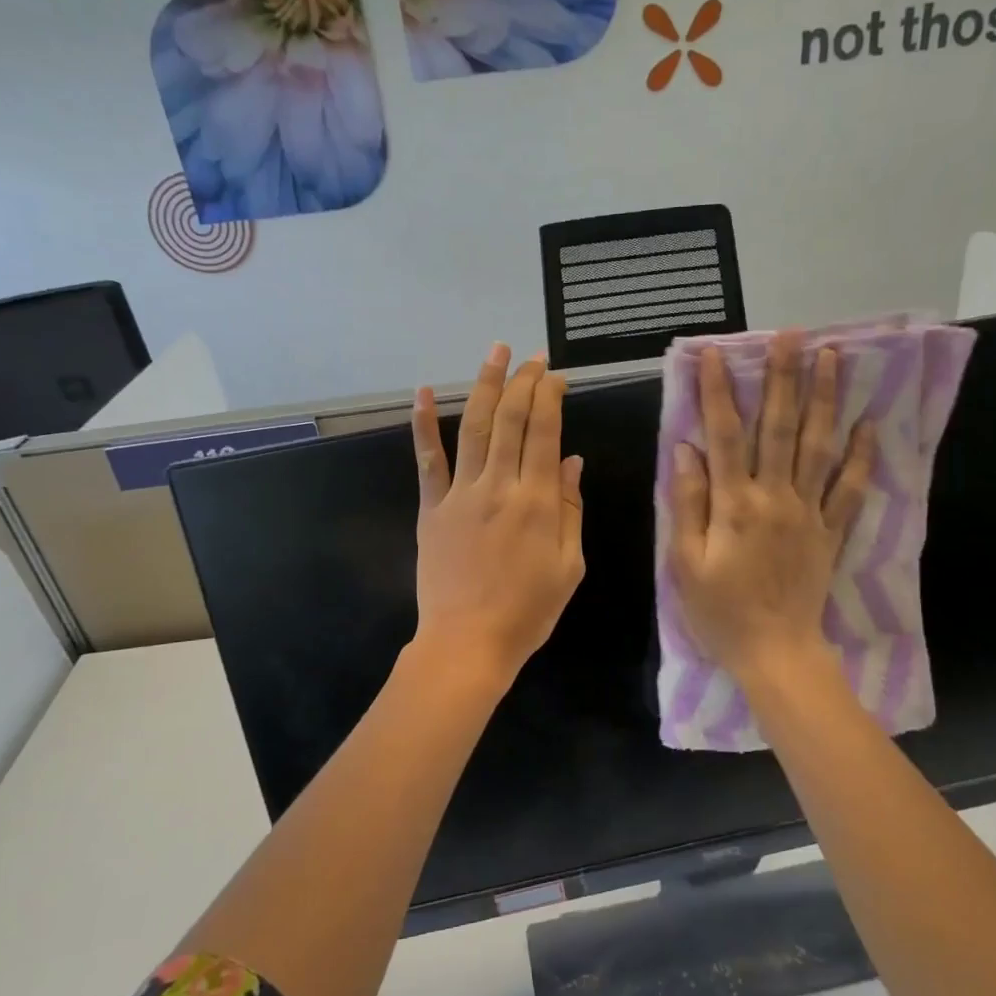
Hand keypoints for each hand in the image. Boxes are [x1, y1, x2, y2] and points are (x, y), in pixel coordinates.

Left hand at [411, 344, 585, 684]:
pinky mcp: (432, 508)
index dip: (550, 397)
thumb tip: (571, 461)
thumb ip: (571, 510)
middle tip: (532, 357)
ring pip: (475, 428)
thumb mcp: (570, 566)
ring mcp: (460, 494)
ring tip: (496, 353)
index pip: (545, 432)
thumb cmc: (528, 611)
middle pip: (512, 420)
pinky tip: (424, 392)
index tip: (556, 375)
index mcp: (537, 501)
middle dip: (524, 382)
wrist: (468, 643)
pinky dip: (424, 425)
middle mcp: (499, 486)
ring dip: (486, 386)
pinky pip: (427, 461)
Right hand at [668, 331, 875, 684]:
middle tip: (790, 335)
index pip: (724, 434)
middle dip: (784, 378)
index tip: (715, 353)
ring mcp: (809, 512)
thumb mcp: (685, 562)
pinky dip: (860, 457)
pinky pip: (850, 490)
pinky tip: (869, 425)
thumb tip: (686, 449)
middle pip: (779, 427)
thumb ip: (688, 502)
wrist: (775, 653)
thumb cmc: (720, 611)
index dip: (718, 391)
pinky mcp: (831, 532)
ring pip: (818, 446)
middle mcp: (774, 497)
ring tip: (832, 357)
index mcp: (734, 504)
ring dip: (825, 399)